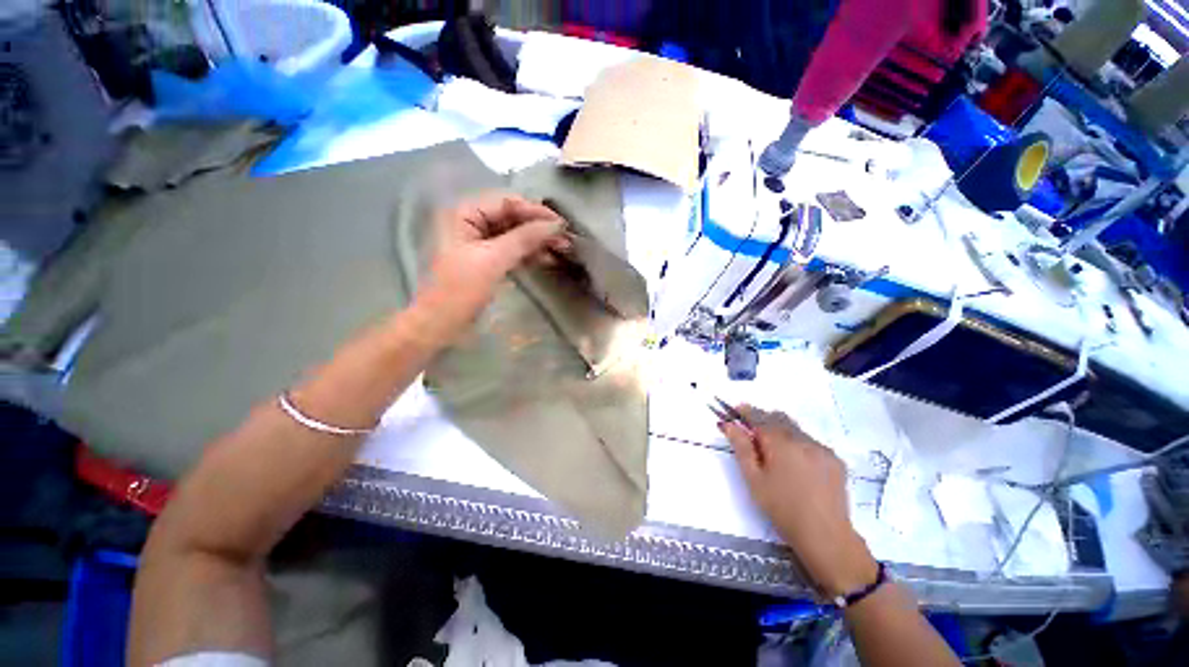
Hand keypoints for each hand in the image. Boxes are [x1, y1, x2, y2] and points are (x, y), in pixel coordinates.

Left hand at [414, 194, 569, 338]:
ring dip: (538, 241)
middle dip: (539, 227)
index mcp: (465, 213)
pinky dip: (529, 254)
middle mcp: (472, 222)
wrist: (440, 324)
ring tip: (563, 249)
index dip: (535, 211)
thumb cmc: (460, 289)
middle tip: (566, 238)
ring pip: (515, 235)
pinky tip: (548, 259)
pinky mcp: (487, 260)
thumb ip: (524, 238)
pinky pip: (512, 250)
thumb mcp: (492, 260)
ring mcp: (480, 242)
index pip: (506, 202)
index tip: (561, 223)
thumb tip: (555, 224)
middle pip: (512, 217)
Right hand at [720, 406, 877, 598]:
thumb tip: (729, 424)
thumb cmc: (781, 508)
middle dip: (763, 420)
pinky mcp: (835, 459)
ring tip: (774, 452)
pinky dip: (798, 444)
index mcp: (780, 443)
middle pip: (778, 418)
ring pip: (795, 429)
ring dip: (781, 432)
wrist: (825, 536)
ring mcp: (822, 448)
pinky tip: (796, 465)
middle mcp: (803, 439)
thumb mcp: (753, 478)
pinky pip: (811, 442)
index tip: (737, 409)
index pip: (759, 417)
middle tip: (752, 433)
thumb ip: (741, 447)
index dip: (746, 411)